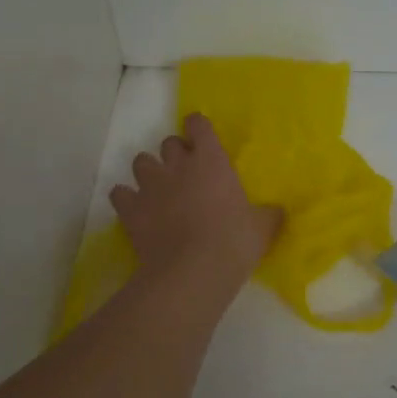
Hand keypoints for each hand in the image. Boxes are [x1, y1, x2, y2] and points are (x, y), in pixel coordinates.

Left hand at [110, 113, 281, 288]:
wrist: (192, 272)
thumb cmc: (233, 242)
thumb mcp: (263, 227)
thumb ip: (268, 214)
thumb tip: (277, 211)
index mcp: (211, 160)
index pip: (199, 125)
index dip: (199, 128)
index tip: (202, 136)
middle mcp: (177, 165)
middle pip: (169, 142)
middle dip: (176, 152)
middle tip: (186, 172)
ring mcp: (150, 186)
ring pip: (141, 162)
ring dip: (149, 171)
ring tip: (158, 188)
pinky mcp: (130, 209)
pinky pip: (119, 193)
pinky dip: (126, 198)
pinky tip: (136, 210)